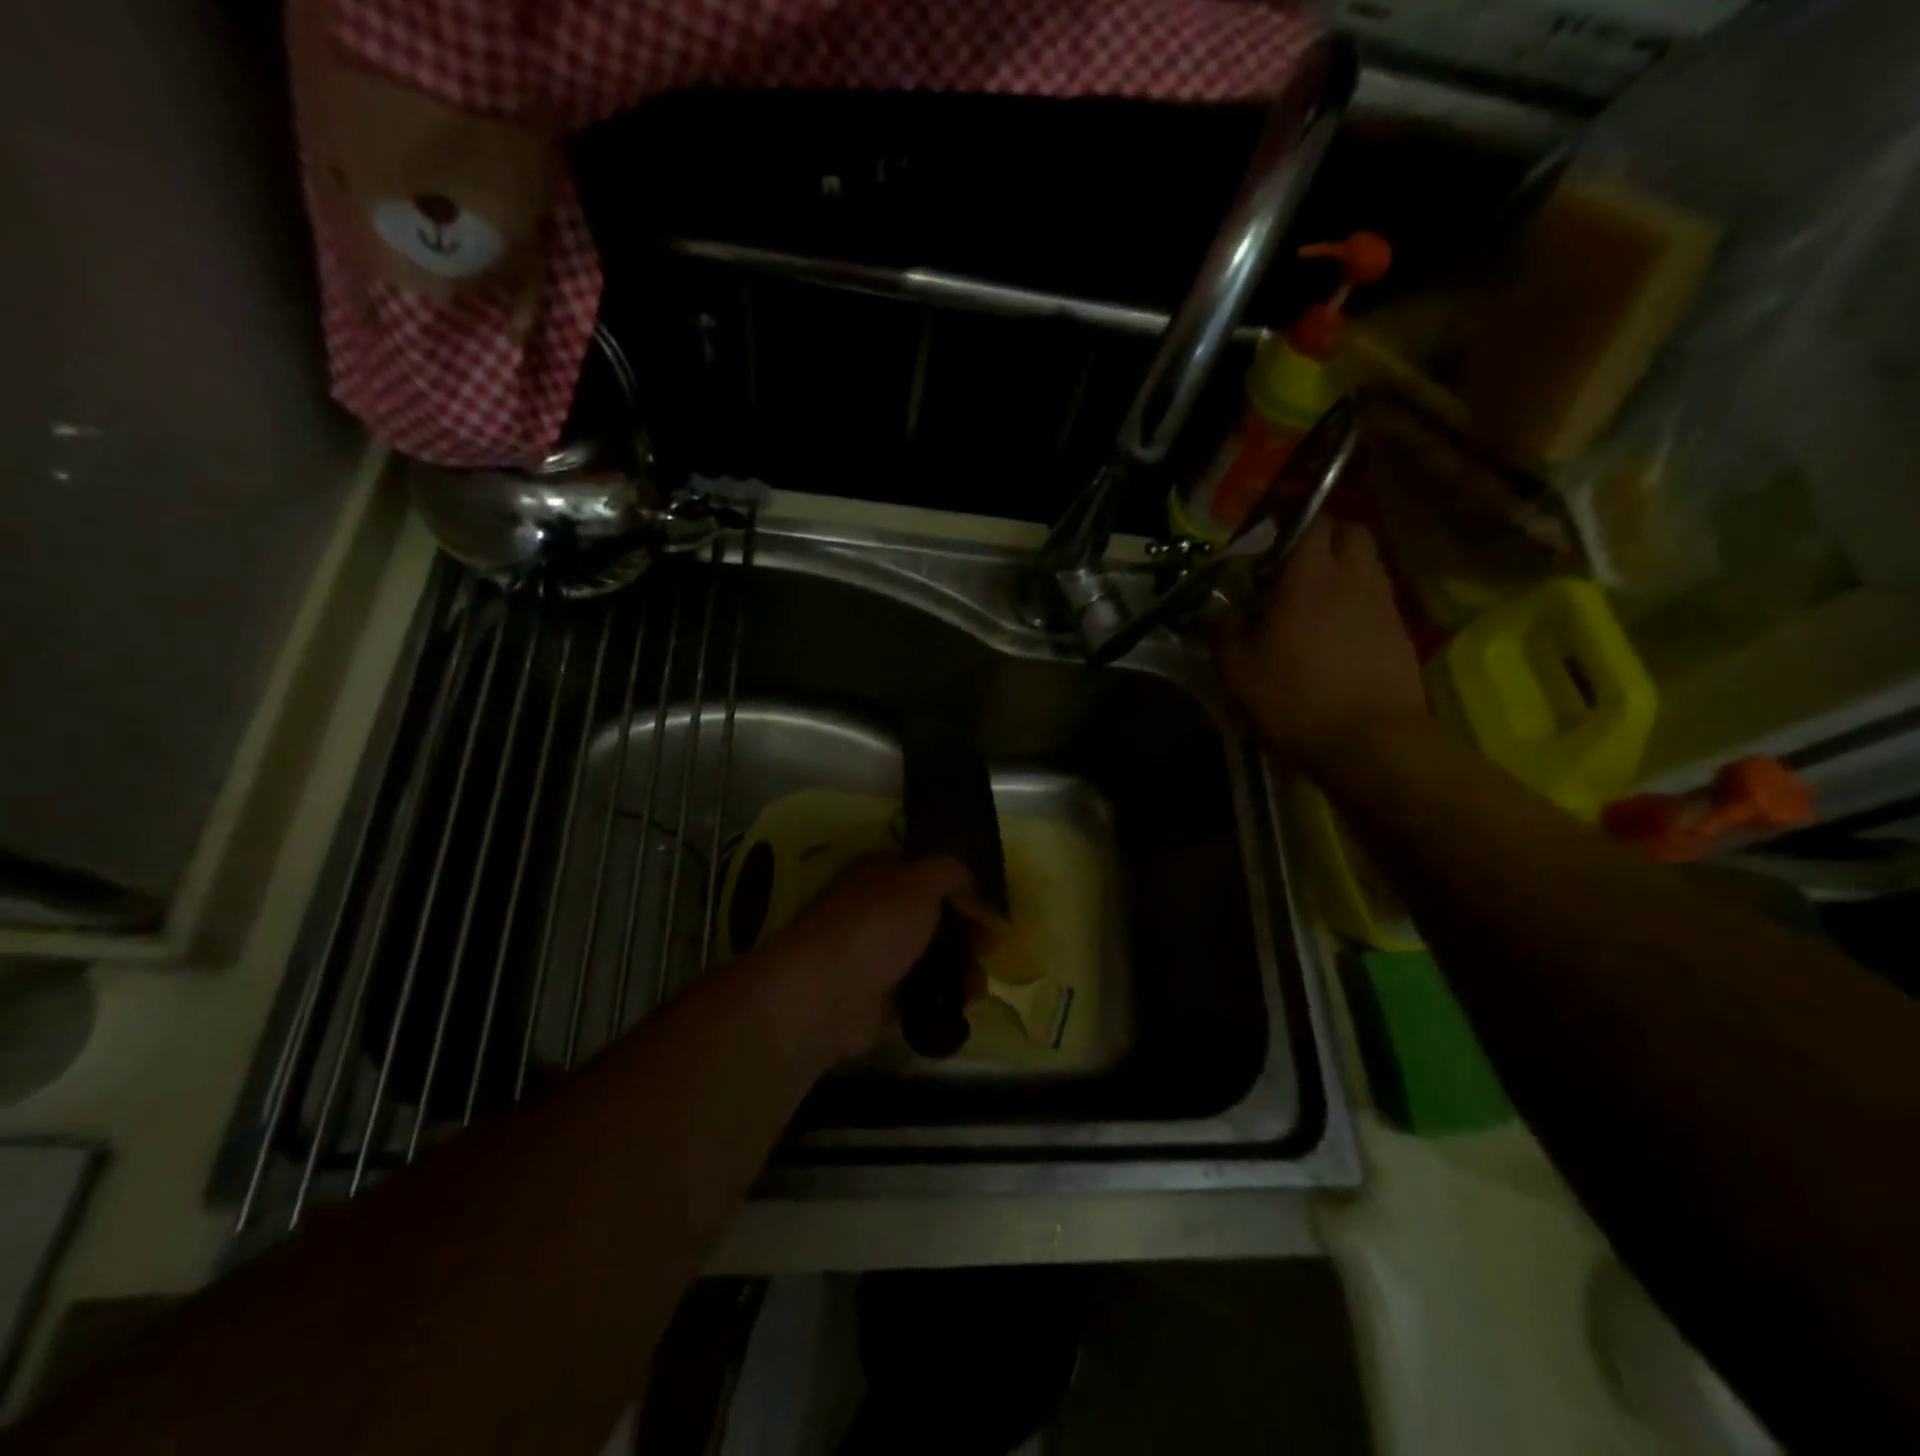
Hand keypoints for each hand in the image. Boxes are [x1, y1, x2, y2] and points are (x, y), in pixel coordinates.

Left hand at [756, 855, 974, 1062]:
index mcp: (878, 874)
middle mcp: (875, 911)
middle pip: (932, 917)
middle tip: (989, 948)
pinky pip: (921, 993)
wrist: (827, 995)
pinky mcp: (878, 999)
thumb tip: (970, 887)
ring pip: (930, 957)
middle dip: (966, 932)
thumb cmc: (875, 925)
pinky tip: (963, 1004)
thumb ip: (951, 874)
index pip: (926, 874)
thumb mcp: (921, 881)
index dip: (959, 888)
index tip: (987, 909)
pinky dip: (944, 998)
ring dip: (961, 968)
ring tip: (977, 984)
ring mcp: (875, 956)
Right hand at [1215, 516, 1427, 767]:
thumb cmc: (1295, 699)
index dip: (1290, 524)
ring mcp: (1383, 604)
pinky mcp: (1401, 632)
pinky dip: (1356, 602)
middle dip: (1324, 538)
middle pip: (1350, 532)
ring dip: (1342, 570)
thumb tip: (1218, 611)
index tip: (1268, 544)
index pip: (1311, 521)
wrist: (1370, 742)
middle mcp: (1353, 577)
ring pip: (1367, 564)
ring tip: (1314, 602)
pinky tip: (1336, 633)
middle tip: (1294, 567)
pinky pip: (1377, 598)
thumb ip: (1223, 630)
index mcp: (1309, 577)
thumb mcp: (1236, 670)